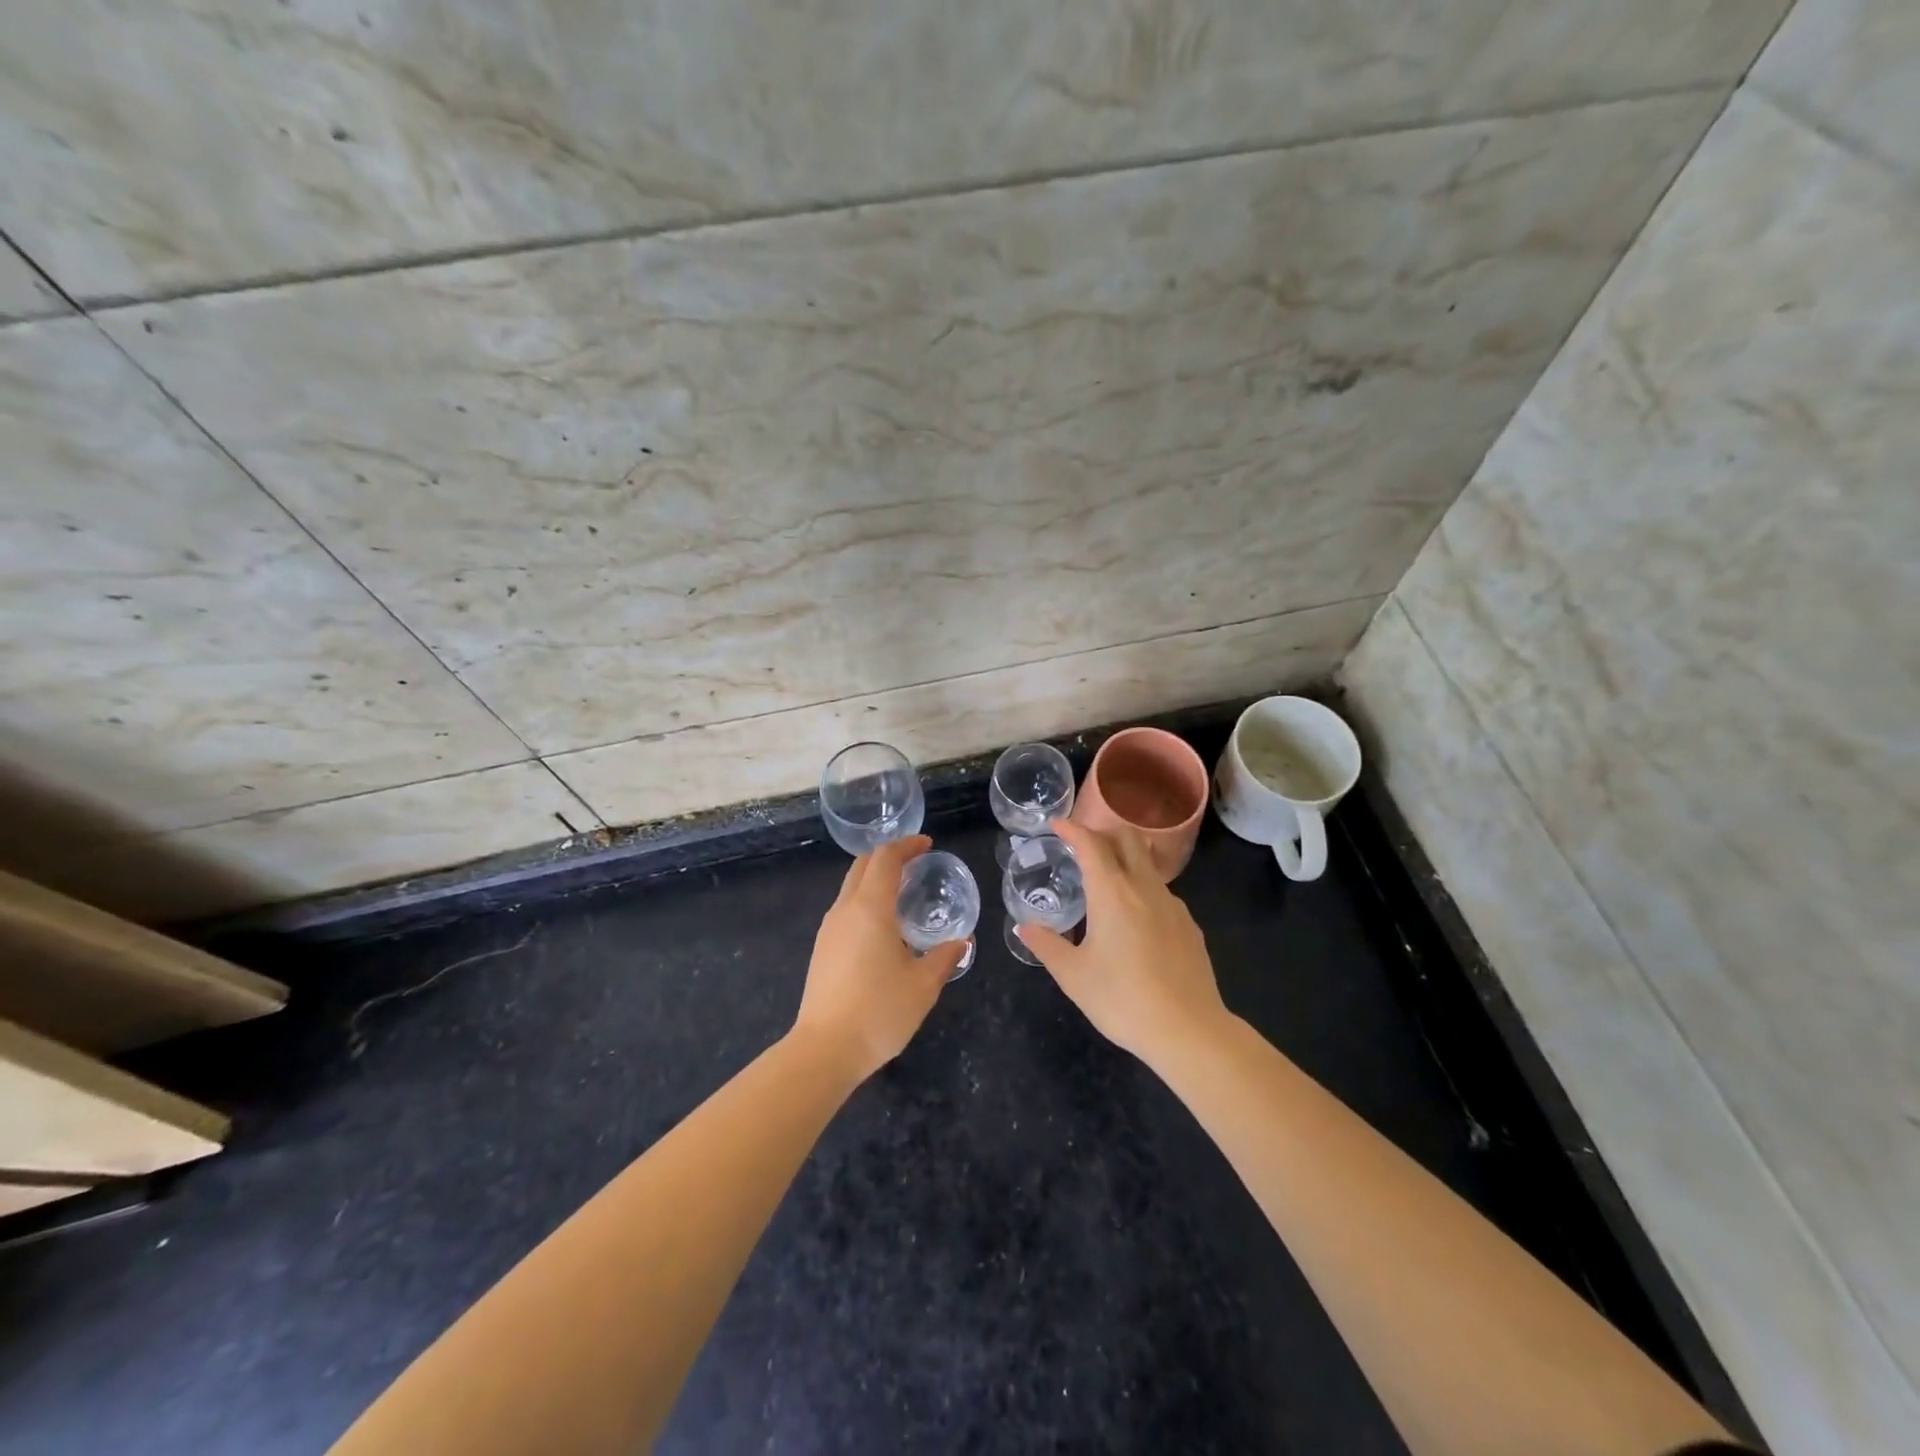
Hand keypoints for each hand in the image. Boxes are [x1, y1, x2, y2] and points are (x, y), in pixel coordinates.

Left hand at [794, 835, 965, 1082]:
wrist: (825, 1050)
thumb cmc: (879, 1011)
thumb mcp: (923, 985)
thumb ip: (944, 958)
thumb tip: (962, 942)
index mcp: (870, 908)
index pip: (885, 858)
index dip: (906, 845)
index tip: (927, 845)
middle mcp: (845, 910)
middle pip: (862, 866)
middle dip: (889, 856)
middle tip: (916, 863)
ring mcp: (829, 930)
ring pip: (850, 887)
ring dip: (875, 879)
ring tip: (903, 893)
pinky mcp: (822, 950)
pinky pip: (845, 910)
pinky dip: (865, 901)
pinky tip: (884, 926)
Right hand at [1018, 819, 1228, 1067]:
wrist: (1189, 1030)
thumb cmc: (1122, 999)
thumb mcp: (1073, 976)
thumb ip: (1047, 946)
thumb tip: (1024, 927)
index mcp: (1112, 893)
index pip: (1091, 844)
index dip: (1072, 829)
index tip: (1057, 825)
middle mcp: (1145, 888)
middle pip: (1128, 839)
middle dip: (1103, 833)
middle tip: (1082, 846)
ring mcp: (1173, 905)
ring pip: (1148, 865)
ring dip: (1125, 860)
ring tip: (1106, 882)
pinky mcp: (1190, 926)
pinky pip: (1162, 893)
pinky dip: (1143, 889)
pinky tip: (1135, 919)